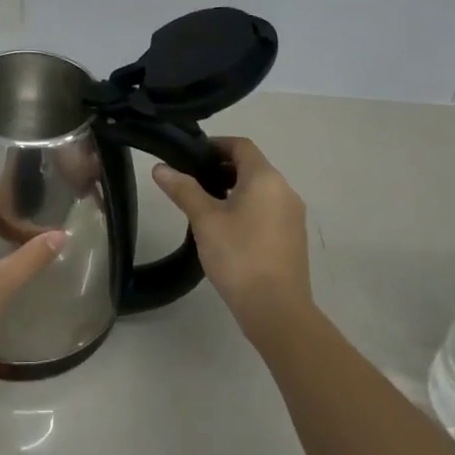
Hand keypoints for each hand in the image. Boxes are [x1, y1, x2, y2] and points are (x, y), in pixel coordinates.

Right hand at [153, 137, 311, 345]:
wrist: (276, 309)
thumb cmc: (238, 255)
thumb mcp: (205, 220)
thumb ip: (183, 189)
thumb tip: (160, 168)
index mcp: (265, 178)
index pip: (241, 145)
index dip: (216, 145)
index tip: (190, 156)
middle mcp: (285, 190)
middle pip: (252, 167)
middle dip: (222, 168)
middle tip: (192, 181)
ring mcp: (293, 216)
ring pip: (261, 190)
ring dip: (234, 190)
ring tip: (205, 206)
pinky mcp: (294, 238)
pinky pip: (268, 210)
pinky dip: (248, 208)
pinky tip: (227, 230)